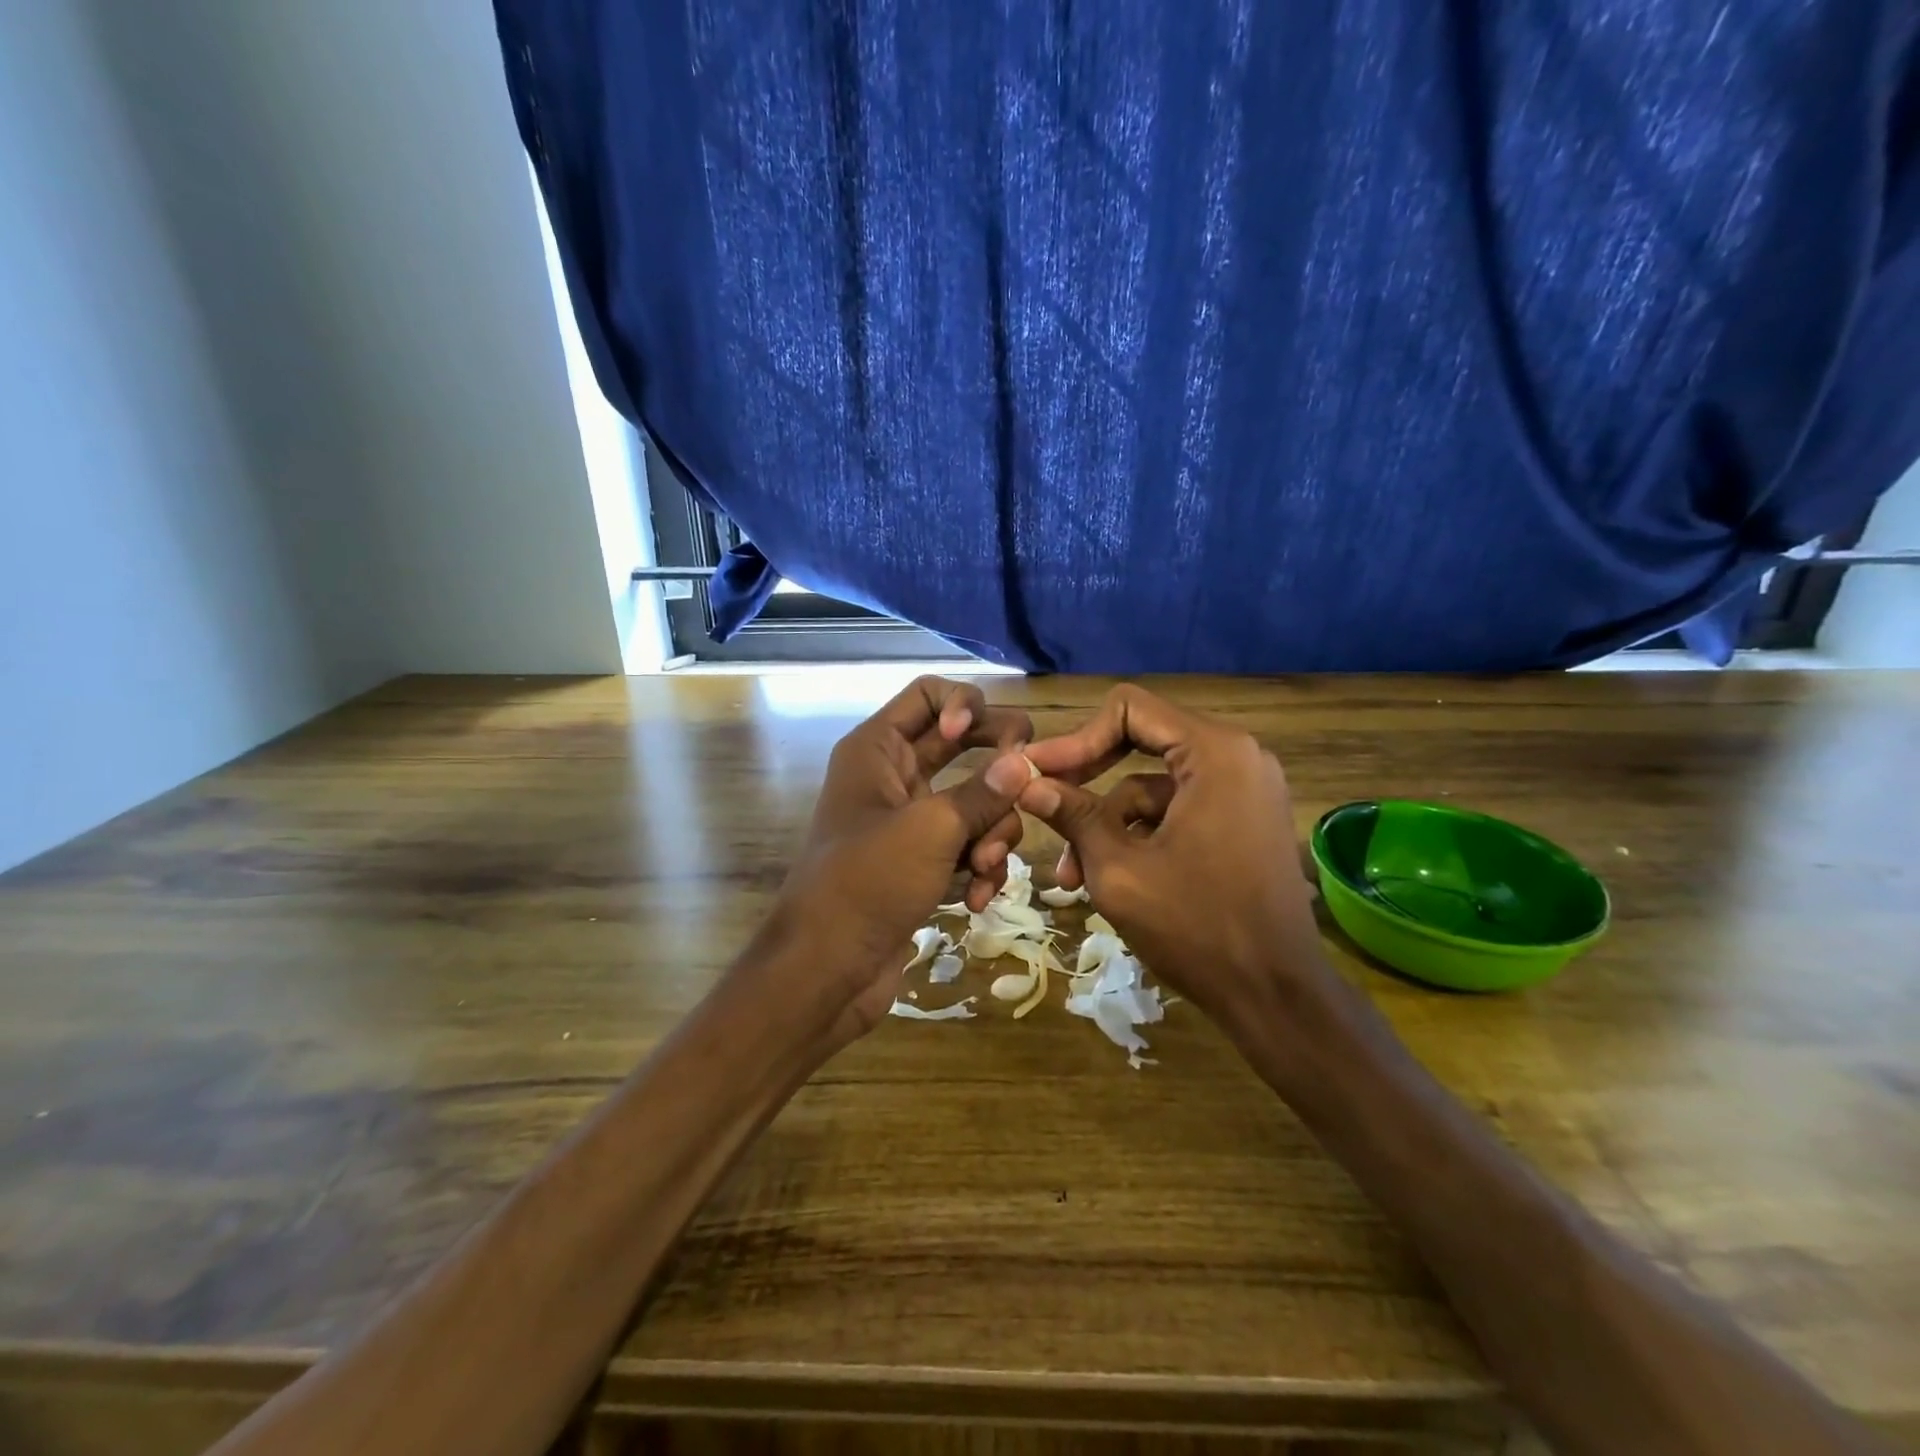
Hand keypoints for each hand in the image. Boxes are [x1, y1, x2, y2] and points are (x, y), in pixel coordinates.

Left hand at [754, 676, 1033, 1042]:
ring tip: (983, 867)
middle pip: (964, 744)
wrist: (827, 970)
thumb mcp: (932, 829)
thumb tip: (1026, 762)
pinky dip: (979, 867)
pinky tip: (976, 898)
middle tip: (1027, 788)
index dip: (967, 707)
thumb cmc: (868, 882)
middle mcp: (893, 775)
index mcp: (878, 747)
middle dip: (999, 770)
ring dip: (992, 832)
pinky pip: (968, 844)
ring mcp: (909, 820)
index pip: (930, 693)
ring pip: (975, 801)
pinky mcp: (923, 862)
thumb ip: (985, 791)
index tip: (987, 743)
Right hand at [1018, 685, 1329, 1025]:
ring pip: (1153, 788)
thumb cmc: (1196, 927)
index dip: (1077, 739)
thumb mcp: (1119, 869)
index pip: (1129, 710)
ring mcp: (1244, 790)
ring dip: (1109, 825)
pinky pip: (1177, 811)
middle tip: (1043, 808)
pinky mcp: (1242, 821)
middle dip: (1088, 783)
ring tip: (1072, 877)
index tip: (1038, 774)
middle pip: (1140, 745)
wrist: (1277, 996)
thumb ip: (1072, 814)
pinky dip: (1140, 837)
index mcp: (1215, 752)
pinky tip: (1110, 878)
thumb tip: (1024, 780)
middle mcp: (1237, 756)